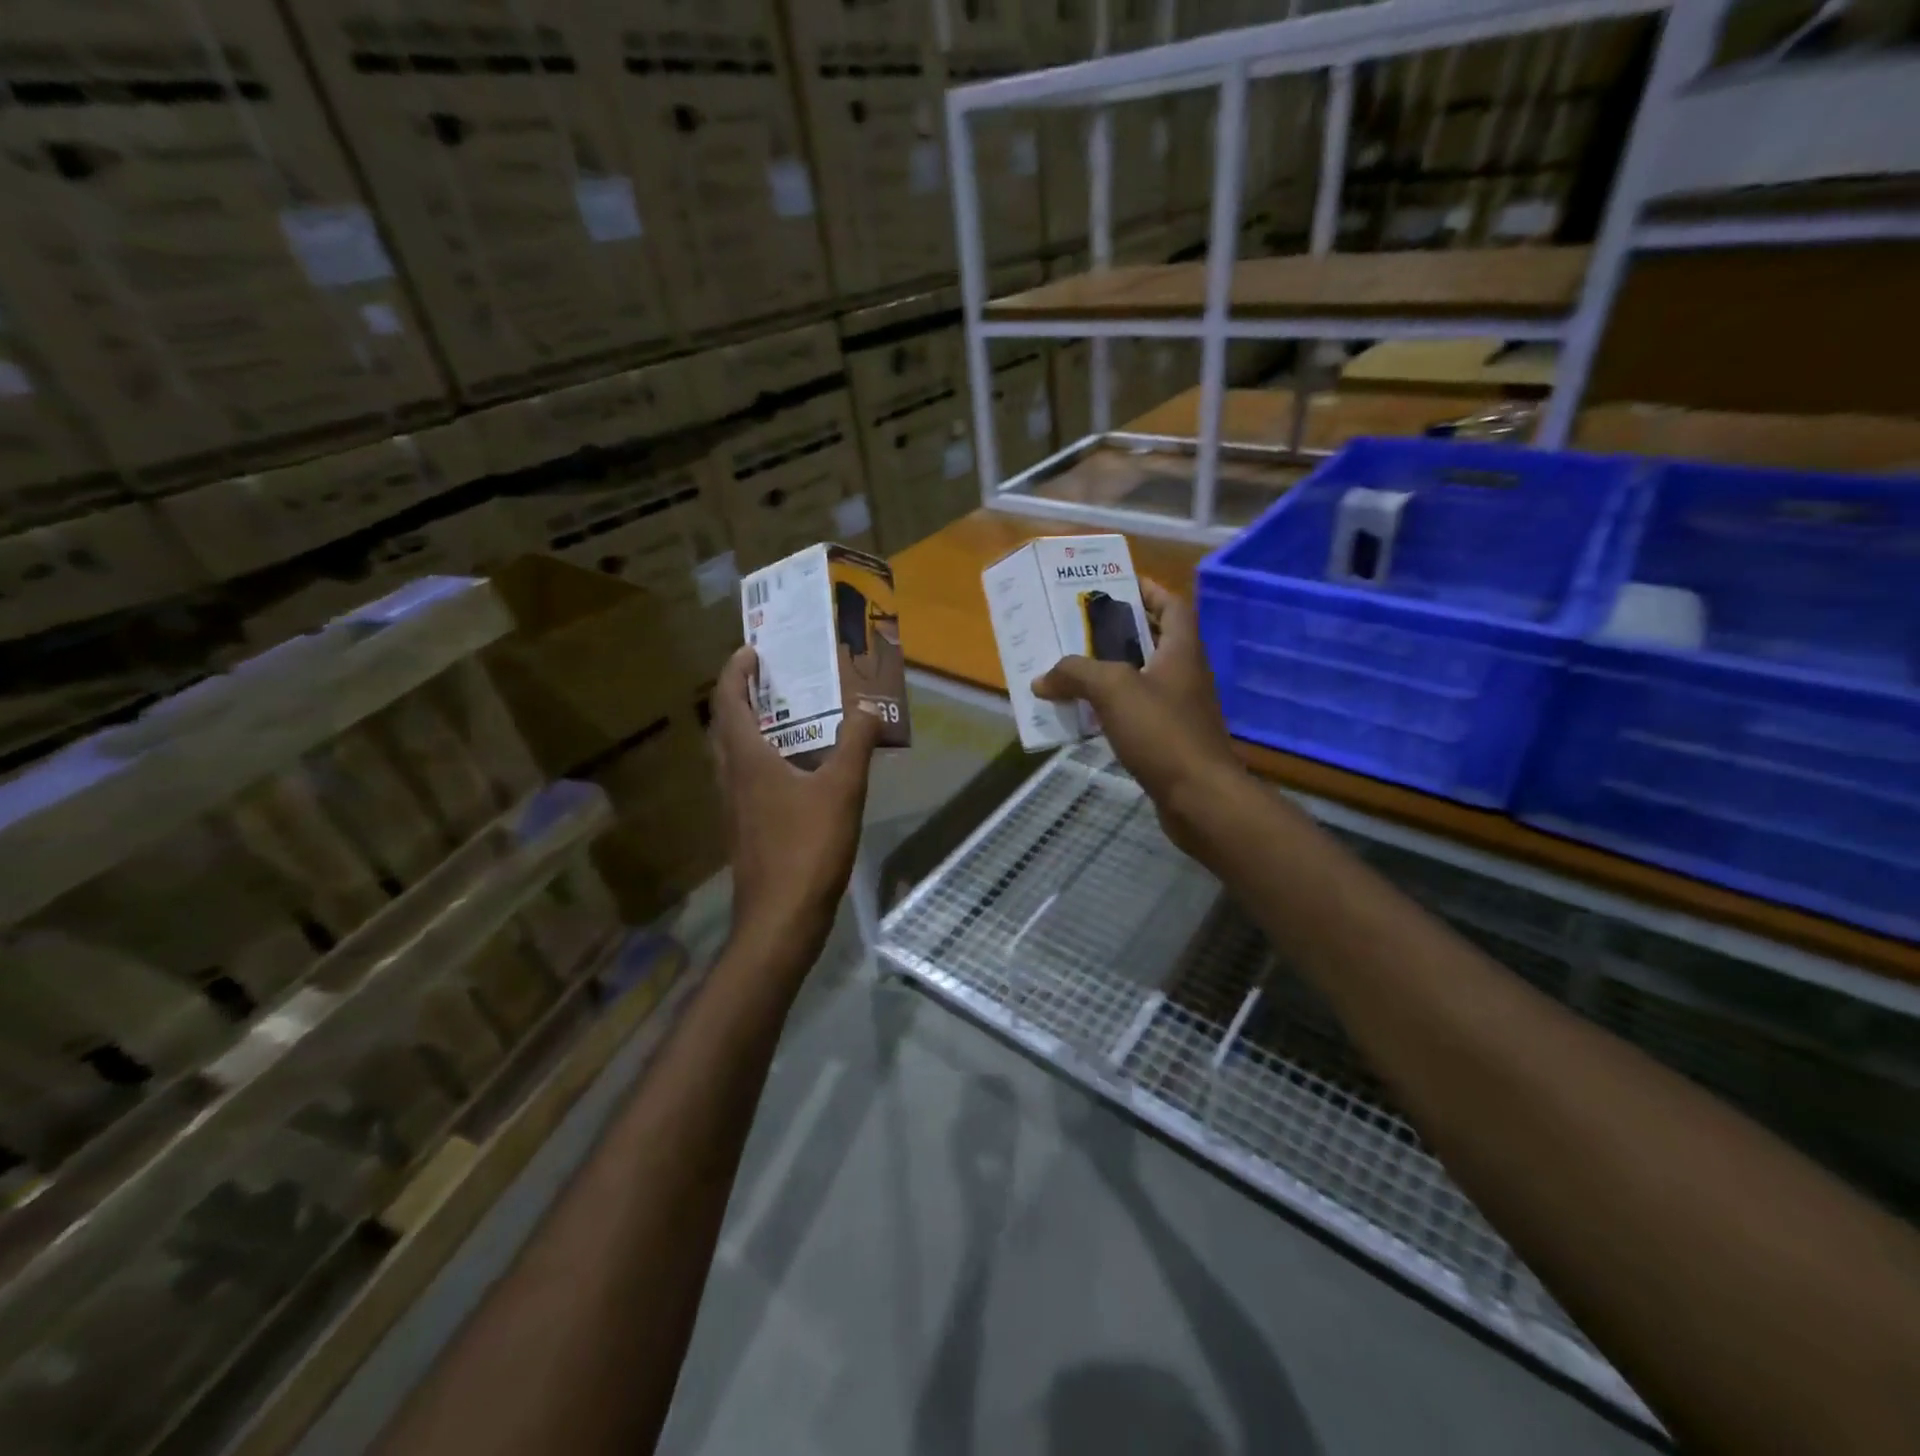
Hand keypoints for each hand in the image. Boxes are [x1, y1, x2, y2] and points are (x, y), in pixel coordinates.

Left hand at [710, 646, 880, 957]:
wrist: (780, 919)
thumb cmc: (807, 848)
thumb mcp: (842, 790)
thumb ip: (856, 744)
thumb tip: (870, 709)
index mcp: (747, 759)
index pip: (730, 702)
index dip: (737, 672)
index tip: (751, 650)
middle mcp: (731, 777)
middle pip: (725, 725)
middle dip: (741, 696)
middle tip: (768, 678)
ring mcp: (734, 806)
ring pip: (733, 754)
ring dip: (749, 728)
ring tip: (783, 716)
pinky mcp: (745, 828)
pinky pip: (746, 778)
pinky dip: (762, 759)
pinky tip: (794, 770)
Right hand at [1032, 581, 1244, 861]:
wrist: (1200, 797)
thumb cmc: (1163, 732)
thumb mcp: (1114, 690)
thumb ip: (1076, 673)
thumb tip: (1042, 678)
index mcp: (1182, 651)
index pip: (1173, 604)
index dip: (1149, 590)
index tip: (1117, 585)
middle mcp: (1185, 675)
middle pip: (1154, 640)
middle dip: (1118, 631)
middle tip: (1079, 628)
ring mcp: (1180, 710)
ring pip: (1142, 679)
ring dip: (1111, 672)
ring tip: (1073, 669)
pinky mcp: (1171, 741)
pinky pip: (1137, 713)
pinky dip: (1113, 709)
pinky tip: (1086, 716)